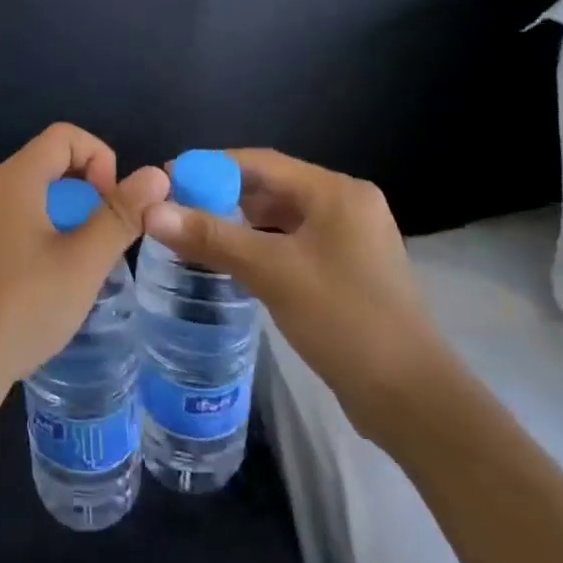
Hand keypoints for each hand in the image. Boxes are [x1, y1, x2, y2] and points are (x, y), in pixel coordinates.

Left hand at [0, 124, 168, 429]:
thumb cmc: (21, 306)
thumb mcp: (82, 261)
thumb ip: (120, 215)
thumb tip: (156, 174)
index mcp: (17, 179)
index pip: (66, 136)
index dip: (101, 159)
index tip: (114, 205)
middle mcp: (0, 189)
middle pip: (56, 163)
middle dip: (93, 190)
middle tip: (110, 235)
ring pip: (46, 197)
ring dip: (78, 217)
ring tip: (94, 260)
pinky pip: (31, 223)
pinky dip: (57, 237)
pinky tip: (67, 279)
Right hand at [141, 149, 454, 443]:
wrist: (412, 399)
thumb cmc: (345, 320)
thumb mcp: (272, 272)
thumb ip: (210, 237)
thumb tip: (150, 210)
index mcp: (336, 193)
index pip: (260, 162)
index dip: (210, 166)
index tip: (167, 178)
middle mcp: (346, 206)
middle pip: (271, 187)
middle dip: (221, 195)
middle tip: (174, 208)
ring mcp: (350, 240)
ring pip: (280, 218)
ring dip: (238, 222)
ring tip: (191, 232)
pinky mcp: (347, 271)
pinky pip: (292, 244)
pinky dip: (259, 246)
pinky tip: (228, 261)